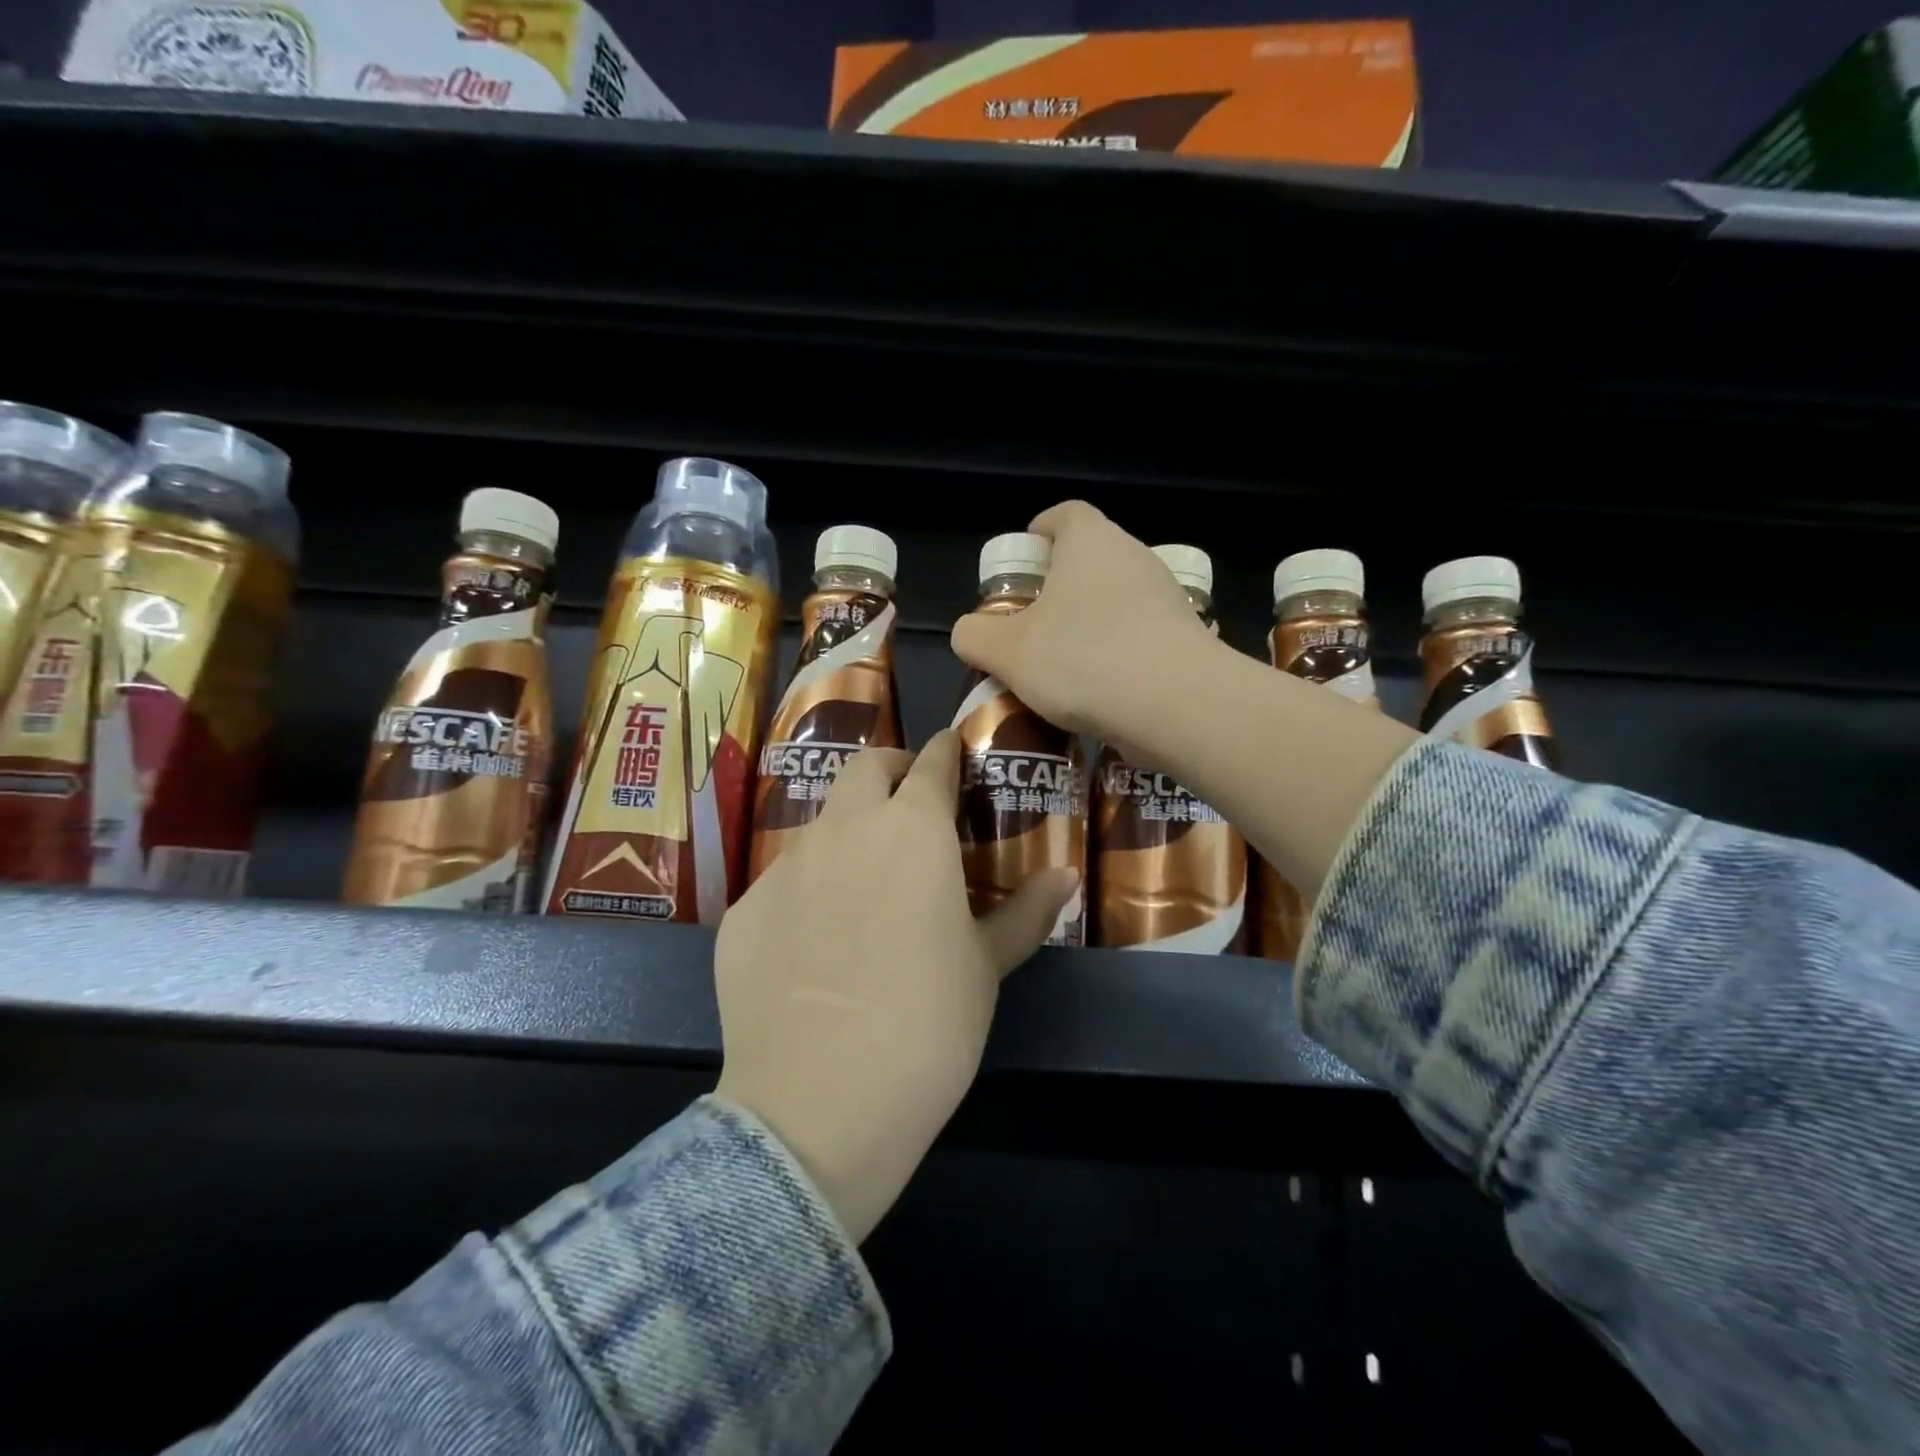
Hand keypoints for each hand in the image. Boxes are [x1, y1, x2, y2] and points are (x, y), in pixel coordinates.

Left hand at [713, 731, 1078, 1243]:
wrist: (819, 1103)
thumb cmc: (928, 1026)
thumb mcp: (986, 968)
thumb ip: (1025, 913)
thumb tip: (1064, 877)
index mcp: (912, 831)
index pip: (932, 765)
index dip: (946, 752)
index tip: (954, 751)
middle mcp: (844, 831)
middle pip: (865, 768)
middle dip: (892, 771)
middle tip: (911, 807)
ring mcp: (785, 867)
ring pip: (821, 823)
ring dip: (848, 832)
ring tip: (865, 883)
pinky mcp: (744, 910)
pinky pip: (783, 882)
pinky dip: (807, 890)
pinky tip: (815, 945)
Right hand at [949, 501, 1216, 752]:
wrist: (1178, 706)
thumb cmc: (1082, 661)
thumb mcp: (1007, 653)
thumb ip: (975, 636)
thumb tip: (970, 632)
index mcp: (1090, 542)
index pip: (1065, 515)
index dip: (1040, 532)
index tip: (1024, 564)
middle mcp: (1133, 557)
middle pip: (1089, 560)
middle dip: (1058, 588)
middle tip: (1030, 626)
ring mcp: (1166, 597)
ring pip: (1115, 600)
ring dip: (1088, 625)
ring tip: (1060, 668)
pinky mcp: (1186, 637)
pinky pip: (1139, 636)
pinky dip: (1117, 654)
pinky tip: (1098, 694)